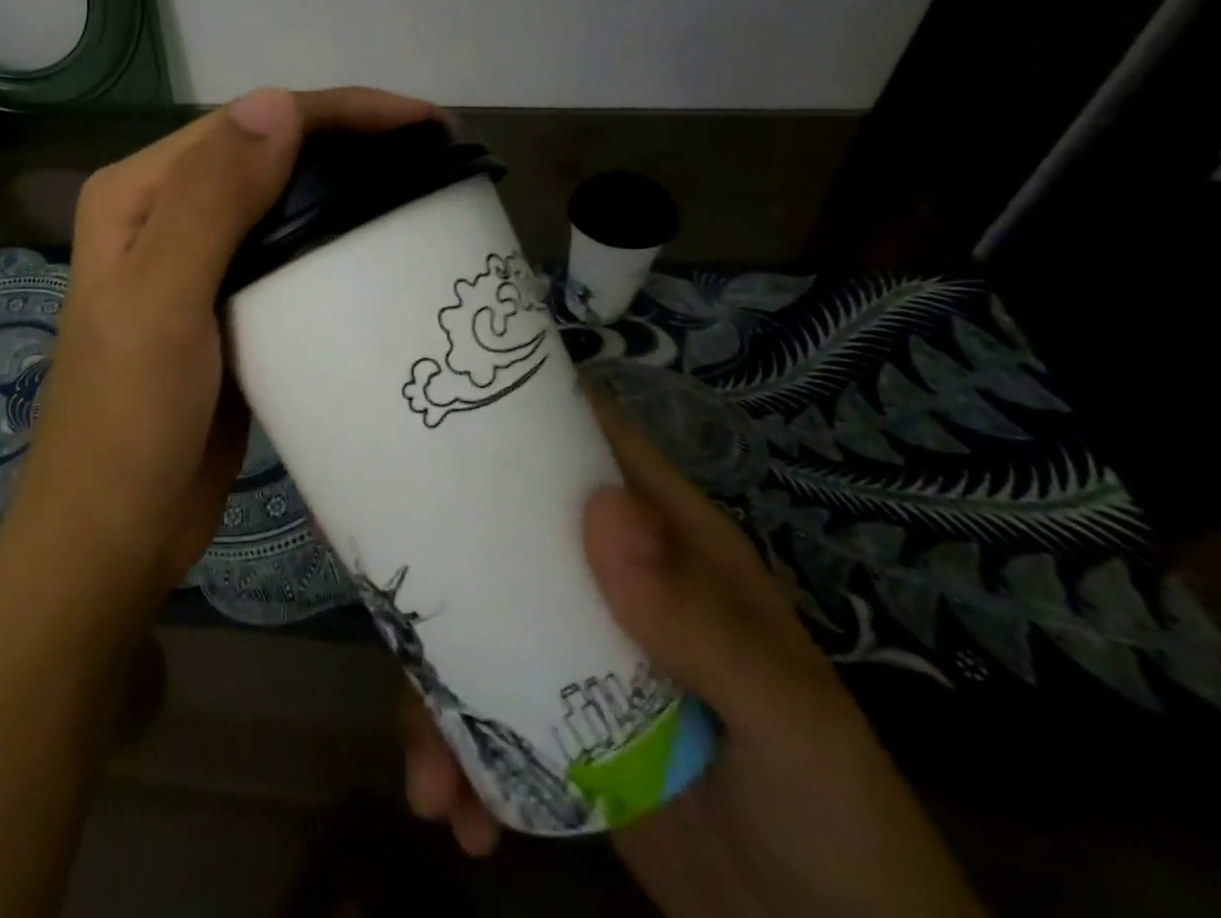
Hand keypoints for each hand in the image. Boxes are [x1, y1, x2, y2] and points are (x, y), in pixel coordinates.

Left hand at [17, 85, 438, 606]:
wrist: (115, 533)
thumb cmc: (129, 421)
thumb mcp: (161, 304)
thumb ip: (210, 201)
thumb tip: (278, 102)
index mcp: (138, 194)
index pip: (246, 125)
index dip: (335, 112)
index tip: (422, 123)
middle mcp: (163, 214)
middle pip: (267, 154)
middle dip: (348, 143)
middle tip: (433, 156)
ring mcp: (195, 263)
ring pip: (281, 202)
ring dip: (344, 190)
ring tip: (419, 191)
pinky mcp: (226, 307)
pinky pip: (286, 255)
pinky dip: (331, 244)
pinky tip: (377, 251)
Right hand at [402, 394, 986, 917]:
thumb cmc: (833, 812)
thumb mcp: (786, 717)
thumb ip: (700, 620)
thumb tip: (600, 508)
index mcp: (664, 541)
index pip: (586, 443)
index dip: (519, 412)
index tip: (439, 409)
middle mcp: (607, 577)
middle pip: (502, 530)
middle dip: (440, 558)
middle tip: (387, 591)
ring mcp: (574, 649)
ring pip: (475, 624)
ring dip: (436, 693)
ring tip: (427, 774)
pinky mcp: (554, 721)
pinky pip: (482, 711)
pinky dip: (458, 757)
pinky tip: (455, 812)